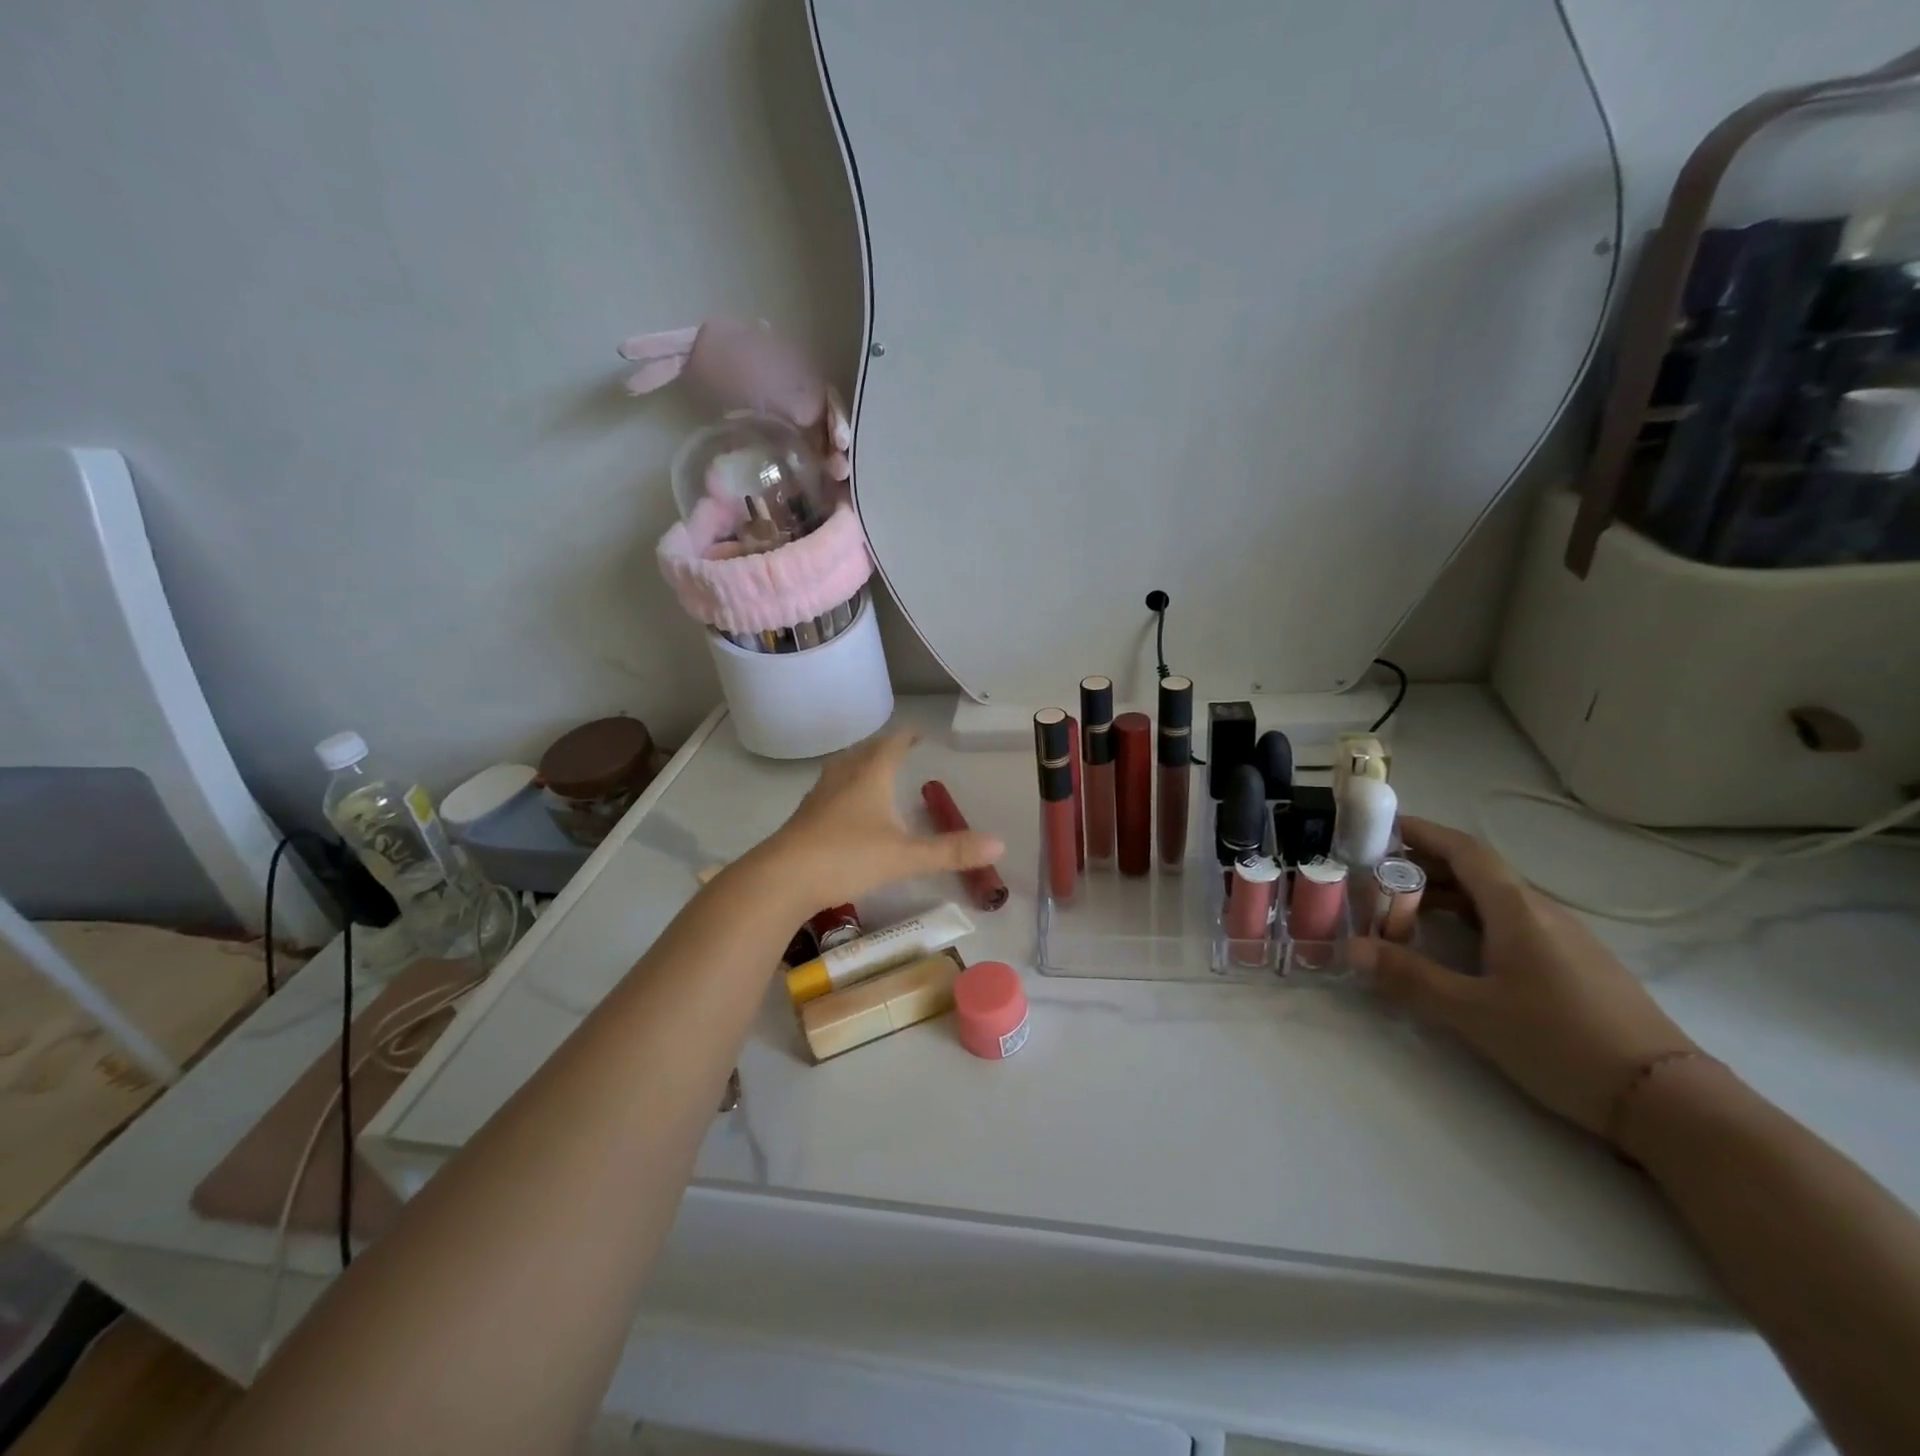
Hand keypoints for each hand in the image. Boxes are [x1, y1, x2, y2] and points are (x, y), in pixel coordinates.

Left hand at [755, 733, 1003, 913]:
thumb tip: (999, 845)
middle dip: (882, 749)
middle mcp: (842, 780)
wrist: (782, 878)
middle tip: (896, 749)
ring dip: (858, 766)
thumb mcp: (905, 857)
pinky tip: (842, 810)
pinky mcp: (802, 819)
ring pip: (841, 771)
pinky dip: (841, 790)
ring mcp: (818, 798)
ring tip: (868, 771)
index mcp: (869, 778)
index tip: (918, 733)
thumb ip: (950, 851)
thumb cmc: (847, 858)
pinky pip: (827, 793)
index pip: (891, 747)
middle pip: (863, 754)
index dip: (906, 738)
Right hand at [1352, 817, 1696, 1137]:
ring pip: (1494, 901)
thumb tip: (1351, 950)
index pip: (1465, 851)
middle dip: (1424, 866)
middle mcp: (1542, 913)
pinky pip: (1511, 925)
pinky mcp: (1574, 967)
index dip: (1423, 832)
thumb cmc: (1562, 1042)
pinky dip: (1471, 921)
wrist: (1668, 1100)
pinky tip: (1454, 948)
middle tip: (1375, 875)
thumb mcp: (1473, 1012)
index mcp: (1517, 911)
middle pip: (1477, 872)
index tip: (1381, 826)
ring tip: (1402, 911)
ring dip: (1447, 896)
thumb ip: (1409, 977)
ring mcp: (1564, 940)